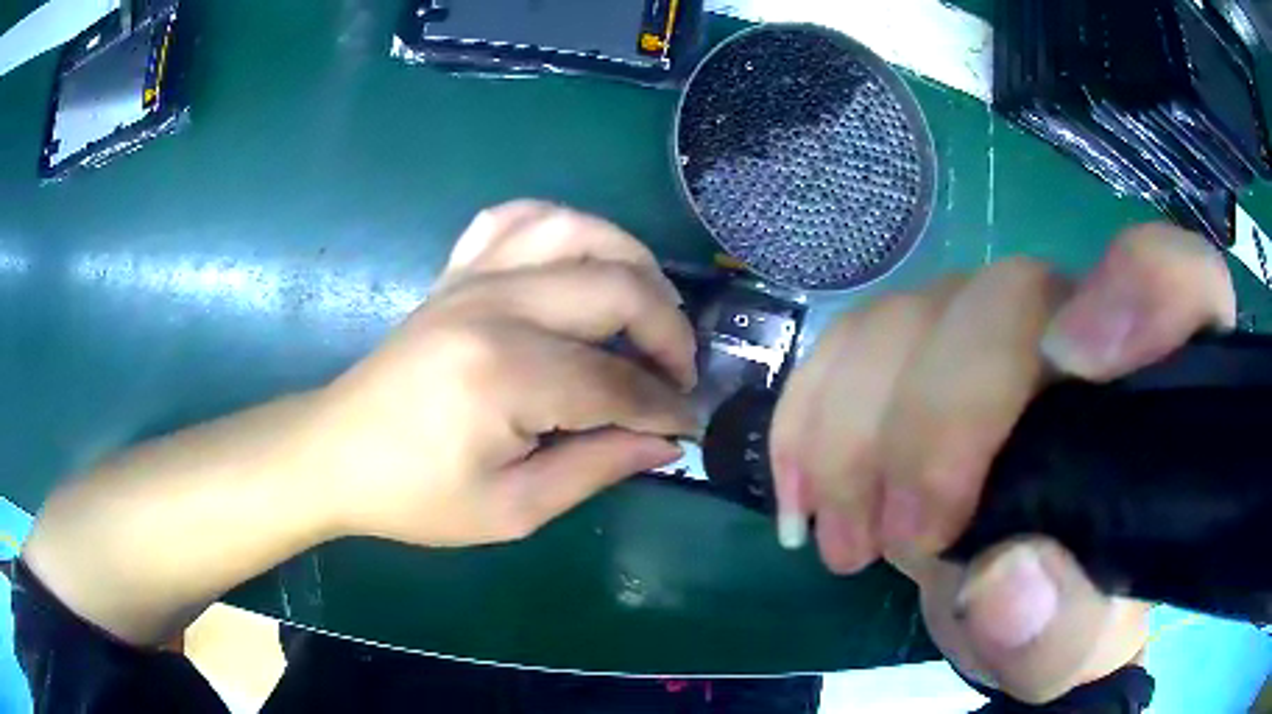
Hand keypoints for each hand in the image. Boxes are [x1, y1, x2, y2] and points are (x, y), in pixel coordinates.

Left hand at [308, 201, 696, 545]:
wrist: (335, 453)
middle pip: (616, 288)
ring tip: (648, 306)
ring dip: (632, 262)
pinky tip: (578, 259)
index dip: (665, 407)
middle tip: (678, 375)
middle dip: (669, 331)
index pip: (617, 382)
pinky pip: (518, 218)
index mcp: (505, 374)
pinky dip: (563, 226)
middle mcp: (495, 305)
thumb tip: (665, 442)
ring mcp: (472, 277)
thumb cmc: (415, 495)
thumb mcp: (512, 509)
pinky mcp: (456, 272)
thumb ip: (596, 469)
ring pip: (579, 231)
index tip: (690, 426)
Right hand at [770, 225, 1235, 702]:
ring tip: (846, 542)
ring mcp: (996, 326)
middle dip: (941, 420)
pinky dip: (812, 410)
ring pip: (916, 312)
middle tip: (902, 540)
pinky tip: (801, 489)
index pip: (1183, 279)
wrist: (1013, 595)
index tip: (1072, 363)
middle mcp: (1084, 324)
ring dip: (858, 431)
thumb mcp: (1069, 652)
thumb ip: (1059, 631)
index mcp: (1158, 388)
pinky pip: (854, 335)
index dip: (1141, 289)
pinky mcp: (926, 342)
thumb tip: (1003, 580)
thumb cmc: (1067, 614)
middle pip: (1010, 298)